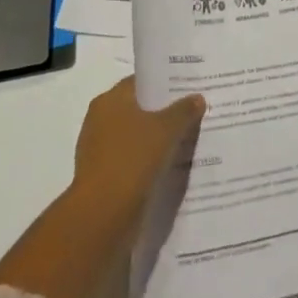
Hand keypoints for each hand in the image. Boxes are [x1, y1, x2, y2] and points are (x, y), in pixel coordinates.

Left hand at [71, 77, 205, 230]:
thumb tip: (197, 98)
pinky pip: (134, 159)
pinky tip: (173, 162)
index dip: (165, 82)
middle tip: (195, 109)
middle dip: (165, 111)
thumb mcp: (166, 129)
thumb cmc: (132, 159)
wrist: (103, 215)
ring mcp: (100, 150)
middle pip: (139, 109)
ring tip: (190, 136)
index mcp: (110, 100)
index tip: (189, 85)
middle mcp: (100, 120)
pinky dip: (151, 160)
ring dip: (159, 138)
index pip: (141, 82)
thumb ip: (184, 110)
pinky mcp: (105, 176)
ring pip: (138, 136)